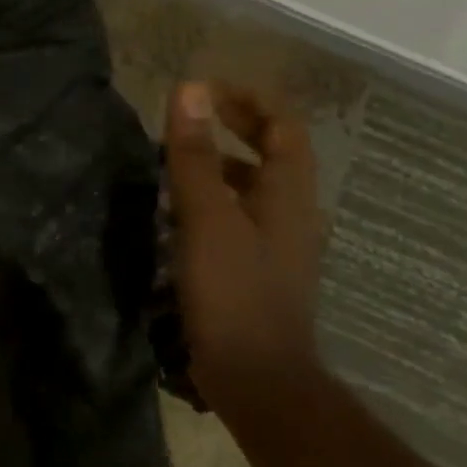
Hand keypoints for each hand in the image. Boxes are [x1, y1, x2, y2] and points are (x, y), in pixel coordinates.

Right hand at [164, 82, 325, 405]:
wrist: (257, 377)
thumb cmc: (233, 290)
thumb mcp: (205, 216)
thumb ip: (194, 154)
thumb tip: (190, 90)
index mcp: (287, 194)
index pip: (284, 127)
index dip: (250, 101)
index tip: (207, 89)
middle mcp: (291, 214)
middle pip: (273, 155)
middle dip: (235, 128)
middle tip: (189, 117)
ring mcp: (277, 246)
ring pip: (254, 189)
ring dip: (221, 165)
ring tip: (175, 162)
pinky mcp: (258, 272)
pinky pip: (240, 218)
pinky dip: (214, 201)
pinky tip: (179, 215)